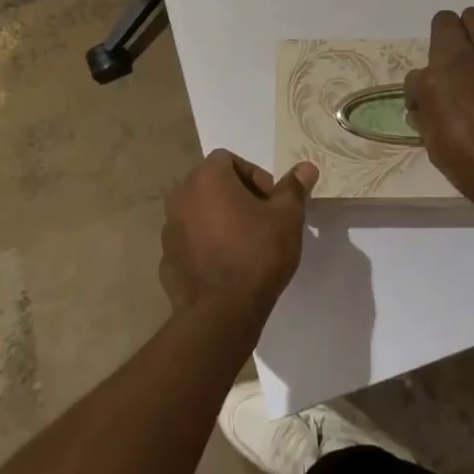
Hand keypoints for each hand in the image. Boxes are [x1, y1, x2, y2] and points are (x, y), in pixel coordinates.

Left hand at [160, 150, 316, 318]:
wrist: (221, 314)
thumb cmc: (256, 253)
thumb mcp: (286, 217)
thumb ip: (294, 188)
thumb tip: (307, 167)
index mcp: (206, 178)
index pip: (228, 159)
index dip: (253, 175)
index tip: (270, 200)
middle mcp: (181, 196)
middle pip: (211, 184)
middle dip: (236, 196)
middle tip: (261, 220)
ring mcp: (169, 230)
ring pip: (199, 213)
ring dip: (219, 220)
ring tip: (244, 244)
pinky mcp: (166, 260)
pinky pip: (190, 242)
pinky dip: (205, 245)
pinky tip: (226, 266)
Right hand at [404, 7, 473, 233]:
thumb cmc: (471, 166)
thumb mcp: (434, 144)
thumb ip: (427, 115)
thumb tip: (423, 106)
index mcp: (436, 78)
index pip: (415, 74)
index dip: (418, 92)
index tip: (426, 107)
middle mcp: (465, 58)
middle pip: (448, 20)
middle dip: (445, 36)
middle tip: (450, 63)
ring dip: (473, 42)